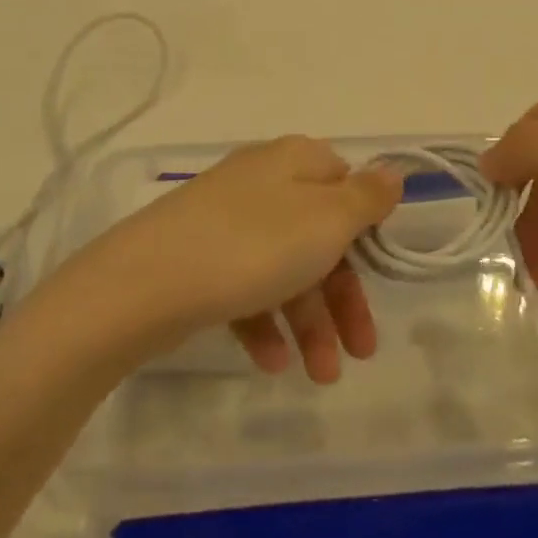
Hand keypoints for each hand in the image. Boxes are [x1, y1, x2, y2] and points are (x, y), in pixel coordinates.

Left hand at [84, 136, 401, 383]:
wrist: (145, 283)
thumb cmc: (254, 246)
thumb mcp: (327, 219)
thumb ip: (366, 198)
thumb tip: (392, 172)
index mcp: (295, 162)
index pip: (345, 183)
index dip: (366, 228)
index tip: (378, 270)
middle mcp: (262, 183)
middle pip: (319, 235)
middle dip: (343, 297)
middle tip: (361, 352)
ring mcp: (226, 221)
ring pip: (284, 269)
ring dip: (309, 323)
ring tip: (320, 375)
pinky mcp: (199, 258)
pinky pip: (245, 288)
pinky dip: (264, 324)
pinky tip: (272, 363)